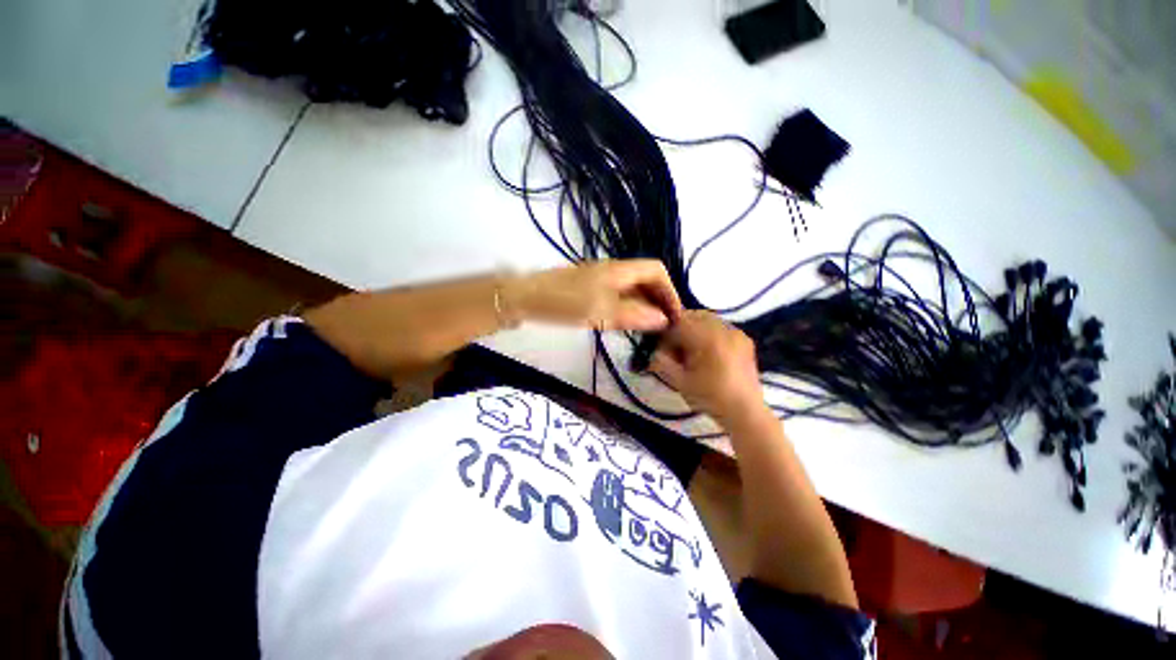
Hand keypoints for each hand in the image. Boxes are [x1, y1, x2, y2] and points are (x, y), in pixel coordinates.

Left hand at [507, 260, 681, 331]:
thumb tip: (663, 319)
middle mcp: (614, 271)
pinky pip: (618, 296)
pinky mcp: (590, 290)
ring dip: (645, 305)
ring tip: (651, 328)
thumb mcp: (602, 310)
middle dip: (659, 299)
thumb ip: (634, 314)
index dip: (669, 290)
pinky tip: (627, 324)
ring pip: (632, 289)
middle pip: (646, 279)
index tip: (674, 315)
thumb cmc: (566, 302)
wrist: (527, 298)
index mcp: (620, 270)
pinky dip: (629, 308)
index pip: (657, 270)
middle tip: (665, 325)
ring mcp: (601, 280)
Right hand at [649, 310, 764, 421]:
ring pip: (708, 319)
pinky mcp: (744, 339)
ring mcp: (736, 333)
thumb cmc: (710, 398)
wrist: (745, 412)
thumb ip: (662, 362)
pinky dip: (708, 332)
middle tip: (674, 346)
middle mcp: (724, 329)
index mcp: (707, 338)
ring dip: (694, 328)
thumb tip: (653, 350)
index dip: (666, 332)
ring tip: (690, 348)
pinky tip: (706, 350)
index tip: (661, 346)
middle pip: (694, 316)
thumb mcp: (679, 381)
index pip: (679, 322)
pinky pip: (720, 326)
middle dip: (680, 327)